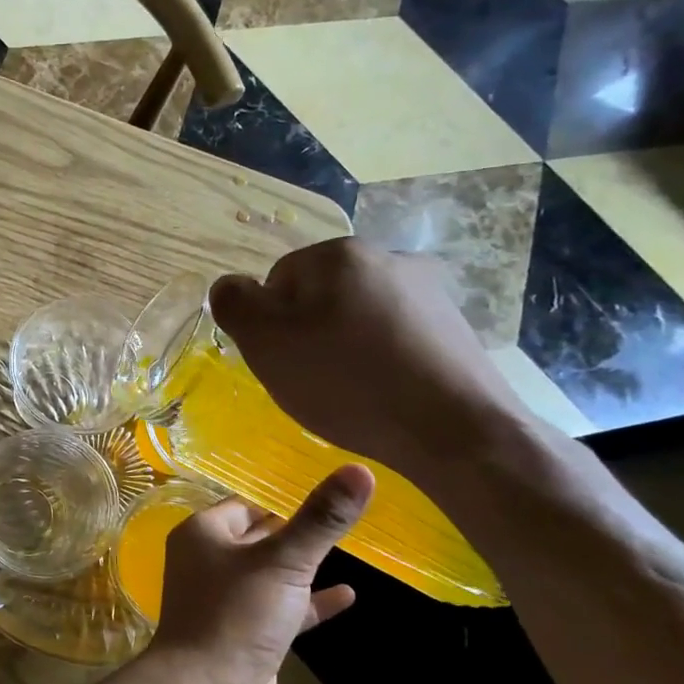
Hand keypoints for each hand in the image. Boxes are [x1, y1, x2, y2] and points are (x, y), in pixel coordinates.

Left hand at [148, 466, 374, 683]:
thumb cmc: (236, 615)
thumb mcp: (284, 561)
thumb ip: (321, 519)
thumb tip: (361, 470)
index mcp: (204, 534)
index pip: (246, 503)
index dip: (282, 497)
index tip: (325, 488)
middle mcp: (209, 561)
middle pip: (259, 536)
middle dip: (296, 529)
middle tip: (343, 515)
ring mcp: (226, 600)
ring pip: (271, 573)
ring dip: (304, 566)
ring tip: (350, 549)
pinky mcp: (245, 634)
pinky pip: (281, 608)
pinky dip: (309, 602)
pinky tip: (347, 596)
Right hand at [209, 238, 532, 481]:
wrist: (454, 430)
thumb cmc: (346, 382)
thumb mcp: (265, 343)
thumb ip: (234, 304)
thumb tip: (229, 286)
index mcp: (339, 254)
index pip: (277, 280)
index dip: (270, 325)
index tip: (283, 362)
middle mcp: (388, 257)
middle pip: (319, 296)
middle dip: (308, 333)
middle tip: (311, 379)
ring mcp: (429, 290)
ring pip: (358, 315)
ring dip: (344, 346)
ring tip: (349, 391)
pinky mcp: (454, 326)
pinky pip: (395, 336)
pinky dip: (380, 359)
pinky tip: (383, 393)